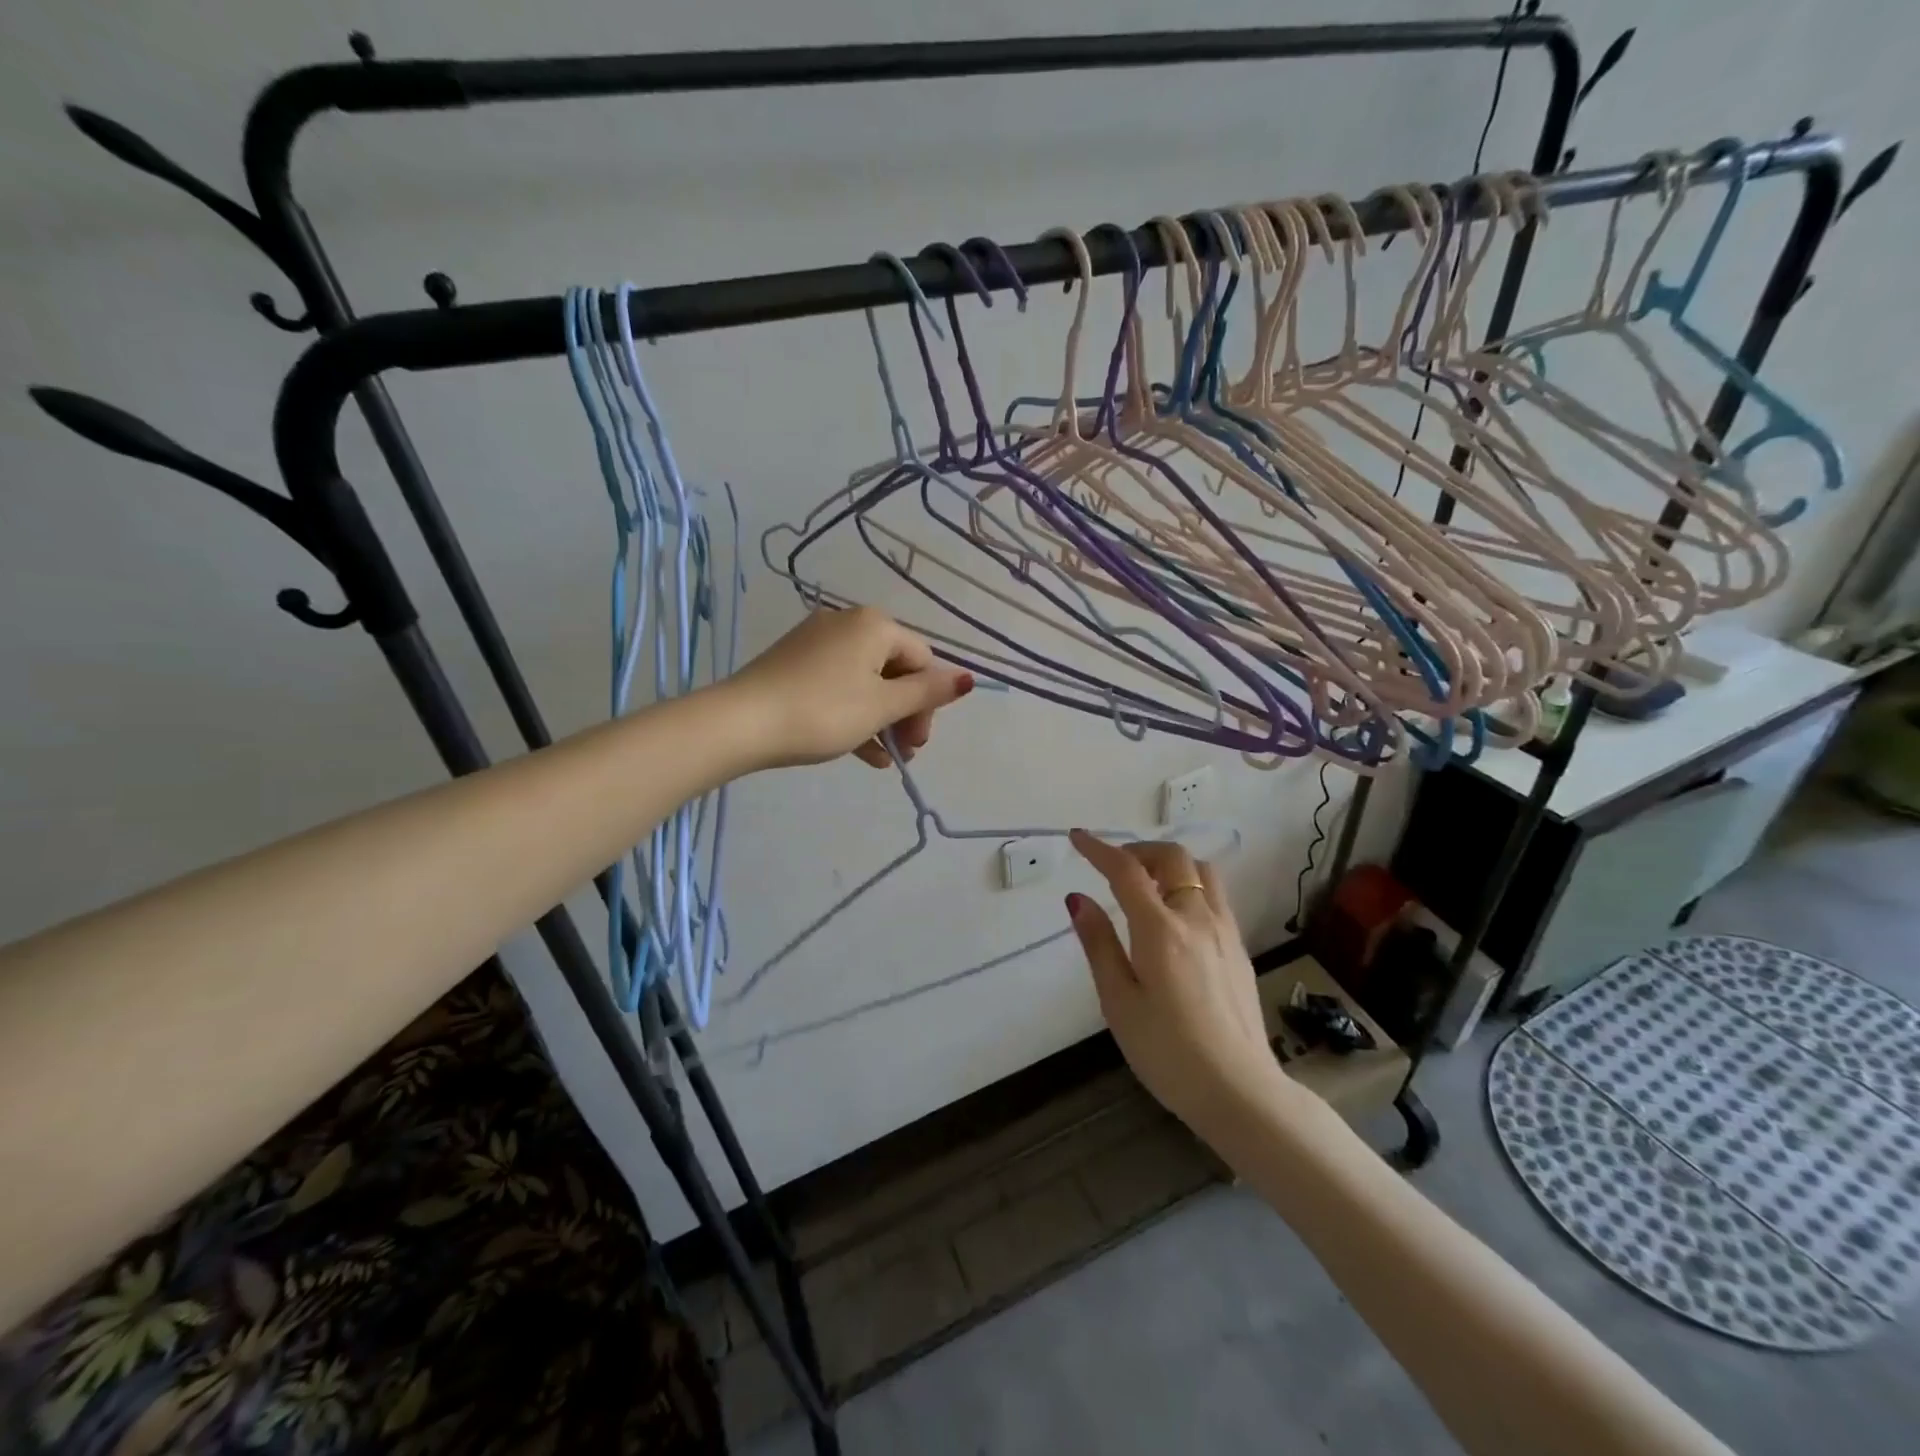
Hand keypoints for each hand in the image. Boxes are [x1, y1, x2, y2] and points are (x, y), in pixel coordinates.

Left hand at [724, 606, 973, 769]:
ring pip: (865, 682)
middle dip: (905, 713)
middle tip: (906, 752)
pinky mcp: (794, 664)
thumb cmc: (823, 712)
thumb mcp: (882, 706)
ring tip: (886, 759)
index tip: (918, 742)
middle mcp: (847, 623)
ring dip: (882, 720)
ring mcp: (816, 643)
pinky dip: (854, 714)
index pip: (921, 660)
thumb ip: (927, 693)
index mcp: (874, 625)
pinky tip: (863, 753)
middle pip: (894, 669)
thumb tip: (968, 678)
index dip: (928, 702)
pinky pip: (837, 686)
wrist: (741, 723)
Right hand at [1066, 831, 1292, 1139]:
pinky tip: (1176, 916)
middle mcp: (1196, 918)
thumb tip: (1077, 899)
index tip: (1078, 837)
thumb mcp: (1119, 1002)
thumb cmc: (1167, 1052)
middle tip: (1114, 867)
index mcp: (1160, 930)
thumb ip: (1099, 944)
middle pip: (1172, 857)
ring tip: (1147, 885)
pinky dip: (1190, 885)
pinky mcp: (1239, 948)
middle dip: (1139, 850)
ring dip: (1170, 864)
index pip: (1126, 871)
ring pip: (1202, 871)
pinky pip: (1215, 896)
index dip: (1099, 849)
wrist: (1240, 1091)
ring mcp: (1224, 931)